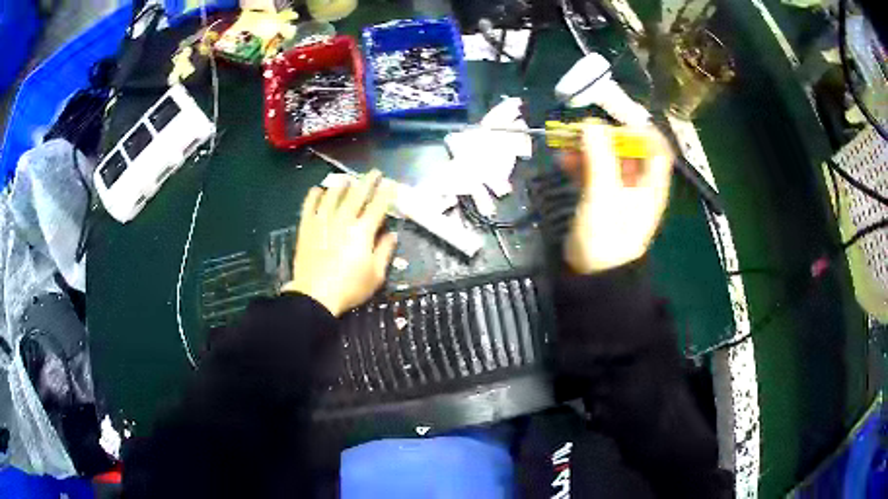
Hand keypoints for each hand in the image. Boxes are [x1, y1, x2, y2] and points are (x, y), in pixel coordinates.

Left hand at [281, 170, 397, 316]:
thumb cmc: (349, 288)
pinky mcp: (306, 227)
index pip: (378, 205)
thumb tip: (391, 234)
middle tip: (374, 172)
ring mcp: (322, 221)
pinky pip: (309, 205)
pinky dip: (314, 195)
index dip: (386, 193)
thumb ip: (384, 251)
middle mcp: (343, 220)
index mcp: (363, 231)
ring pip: (332, 195)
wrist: (315, 295)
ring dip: (341, 184)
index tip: (391, 183)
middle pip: (357, 194)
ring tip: (346, 178)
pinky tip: (318, 190)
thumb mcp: (375, 275)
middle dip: (368, 181)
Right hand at [561, 124, 672, 273]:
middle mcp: (639, 183)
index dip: (637, 129)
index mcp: (650, 182)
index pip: (655, 145)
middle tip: (580, 131)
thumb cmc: (606, 237)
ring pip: (608, 158)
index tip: (612, 123)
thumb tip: (590, 123)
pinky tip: (563, 161)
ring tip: (566, 144)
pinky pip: (594, 171)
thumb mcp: (604, 194)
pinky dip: (580, 163)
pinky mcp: (602, 198)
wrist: (594, 276)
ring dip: (588, 148)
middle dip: (604, 136)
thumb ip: (599, 157)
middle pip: (628, 148)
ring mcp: (620, 190)